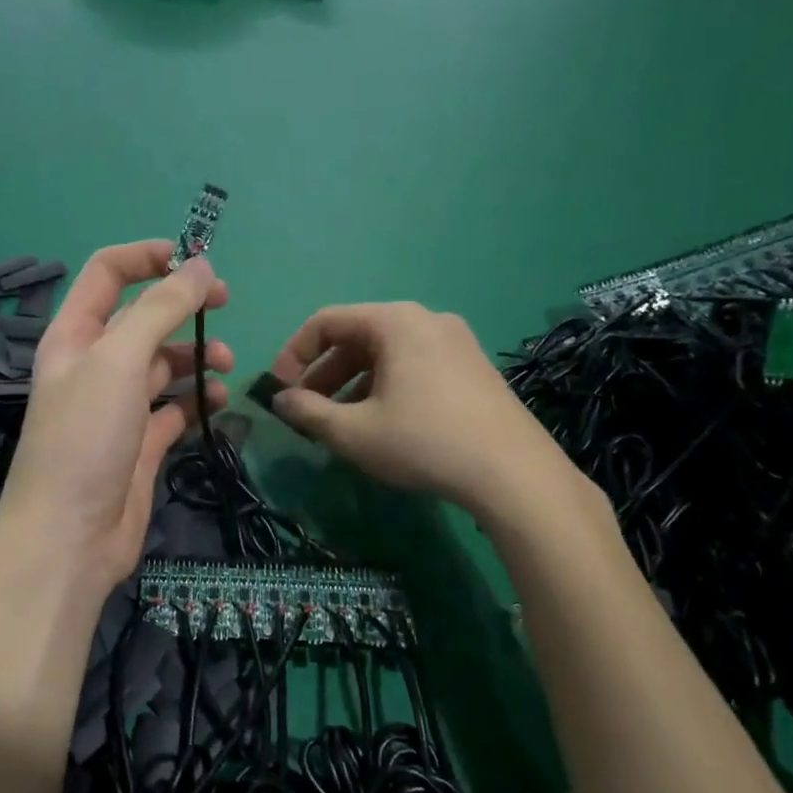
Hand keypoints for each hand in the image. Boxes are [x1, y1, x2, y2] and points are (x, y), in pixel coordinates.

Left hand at [0, 241, 232, 596]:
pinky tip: (215, 402)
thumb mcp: (118, 360)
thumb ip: (160, 309)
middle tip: (225, 306)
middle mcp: (94, 366)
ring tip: (226, 367)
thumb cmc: (85, 438)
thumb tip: (200, 266)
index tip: (196, 260)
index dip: (148, 257)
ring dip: (196, 357)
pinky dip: (195, 400)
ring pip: (163, 364)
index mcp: (75, 336)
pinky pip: (173, 409)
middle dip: (183, 307)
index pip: (107, 273)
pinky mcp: (140, 444)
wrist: (70, 536)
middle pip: (142, 318)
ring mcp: (117, 407)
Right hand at [268, 303, 596, 524]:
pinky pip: (414, 366)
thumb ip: (308, 412)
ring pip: (387, 354)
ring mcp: (456, 342)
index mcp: (395, 322)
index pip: (327, 322)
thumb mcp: (353, 432)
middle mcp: (427, 320)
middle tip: (305, 410)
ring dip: (352, 383)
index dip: (294, 354)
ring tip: (339, 423)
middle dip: (323, 373)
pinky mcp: (473, 368)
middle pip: (358, 336)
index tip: (279, 389)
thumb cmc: (423, 442)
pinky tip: (381, 423)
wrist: (513, 473)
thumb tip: (280, 400)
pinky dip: (385, 387)